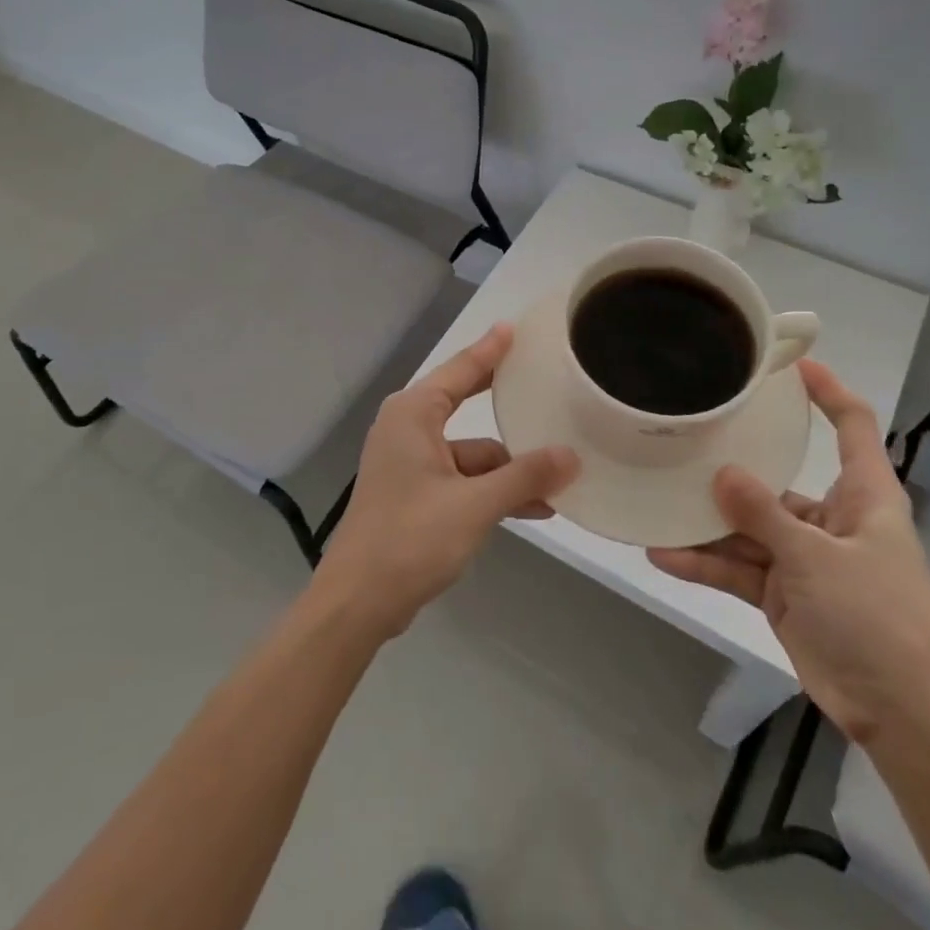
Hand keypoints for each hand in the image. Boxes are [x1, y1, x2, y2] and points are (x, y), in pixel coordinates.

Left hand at [312, 323, 580, 640]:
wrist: (358, 602)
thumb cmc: (411, 539)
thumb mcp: (475, 505)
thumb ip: (524, 477)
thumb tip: (571, 456)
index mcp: (414, 414)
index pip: (461, 369)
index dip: (491, 349)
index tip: (515, 327)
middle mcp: (409, 429)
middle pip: (467, 405)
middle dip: (508, 406)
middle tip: (545, 383)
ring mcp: (411, 463)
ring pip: (472, 453)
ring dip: (510, 468)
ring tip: (561, 476)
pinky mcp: (416, 494)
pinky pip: (463, 479)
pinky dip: (493, 490)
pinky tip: (534, 507)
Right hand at [649, 359, 929, 744]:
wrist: (906, 715)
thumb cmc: (879, 618)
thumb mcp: (817, 558)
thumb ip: (764, 514)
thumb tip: (722, 473)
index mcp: (863, 496)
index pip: (851, 425)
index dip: (827, 391)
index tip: (790, 365)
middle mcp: (832, 520)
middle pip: (778, 481)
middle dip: (734, 468)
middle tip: (685, 440)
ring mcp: (805, 559)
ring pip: (749, 529)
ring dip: (708, 524)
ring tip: (658, 503)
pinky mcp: (785, 595)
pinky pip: (740, 570)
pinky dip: (706, 564)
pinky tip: (664, 556)